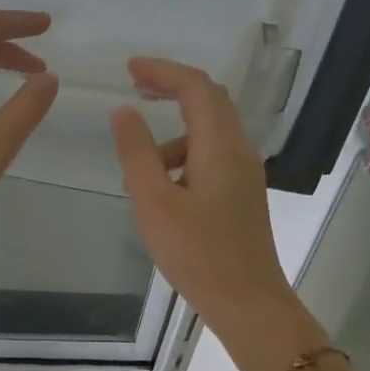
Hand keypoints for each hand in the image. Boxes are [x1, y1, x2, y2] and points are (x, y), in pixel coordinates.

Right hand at [110, 58, 301, 340]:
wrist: (246, 300)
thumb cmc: (196, 254)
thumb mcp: (154, 203)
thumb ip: (137, 154)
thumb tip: (123, 112)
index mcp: (219, 146)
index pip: (195, 87)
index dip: (163, 71)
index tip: (129, 69)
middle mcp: (239, 150)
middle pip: (210, 101)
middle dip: (172, 89)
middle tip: (135, 90)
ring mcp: (245, 174)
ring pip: (211, 132)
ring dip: (174, 134)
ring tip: (139, 168)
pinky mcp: (243, 195)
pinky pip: (214, 157)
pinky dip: (185, 157)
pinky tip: (164, 191)